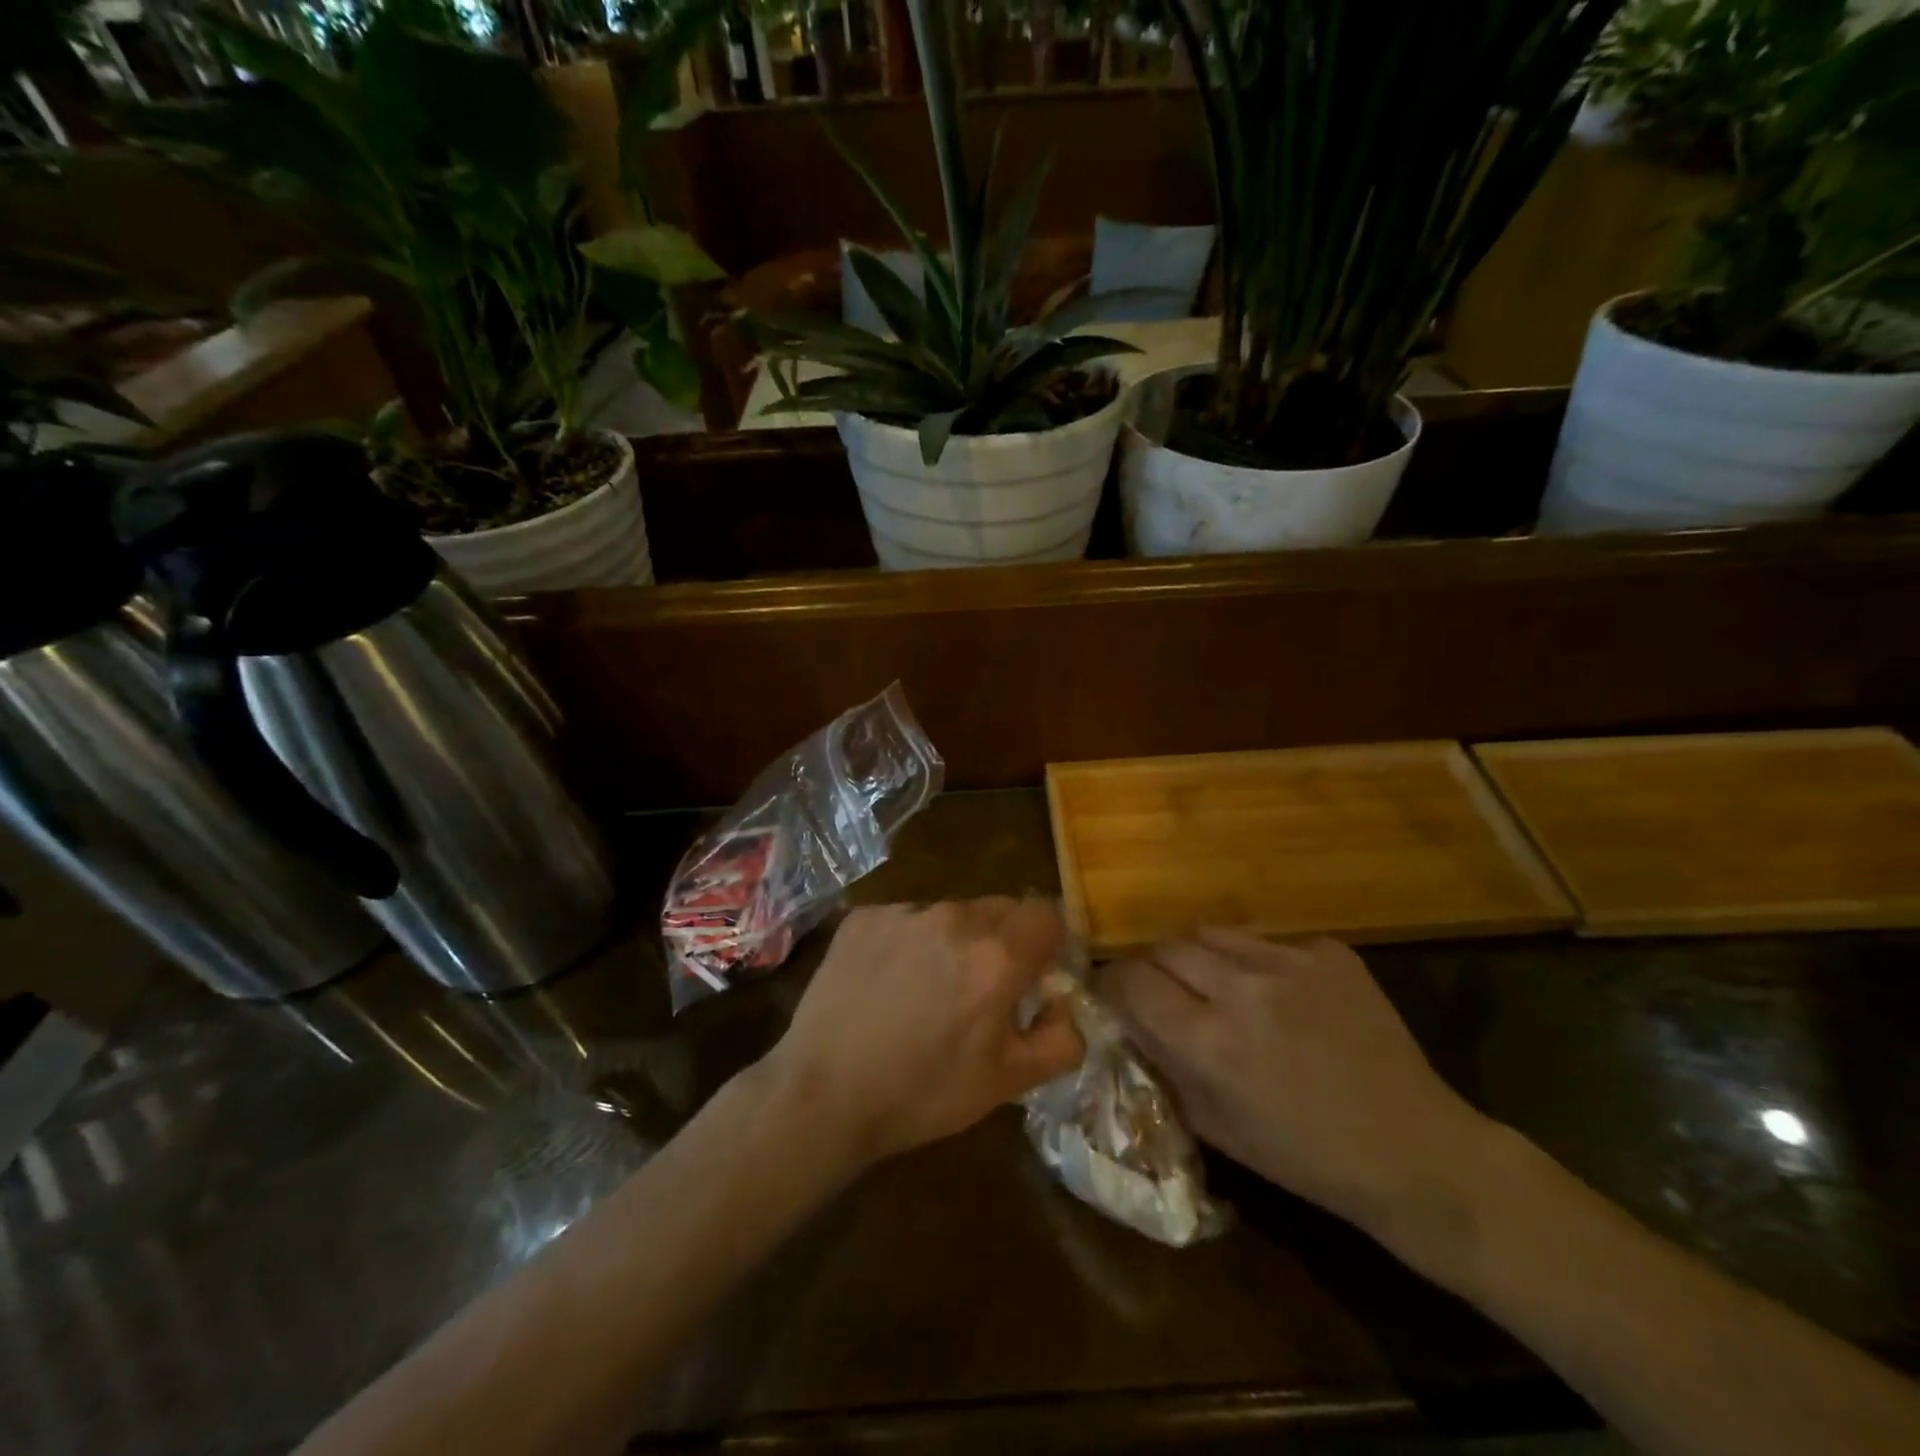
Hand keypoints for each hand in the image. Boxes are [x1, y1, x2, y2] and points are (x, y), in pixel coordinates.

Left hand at [762, 899, 1084, 1168]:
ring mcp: (904, 912)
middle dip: (1003, 941)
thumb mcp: (1008, 1083)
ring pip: (951, 914)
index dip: (1047, 943)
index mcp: (997, 955)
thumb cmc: (924, 1093)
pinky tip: (887, 985)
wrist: (824, 1094)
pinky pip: (906, 918)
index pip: (1046, 914)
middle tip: (981, 989)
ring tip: (927, 990)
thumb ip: (1061, 1040)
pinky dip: (909, 942)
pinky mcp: (865, 917)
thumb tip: (1064, 1006)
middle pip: (1000, 909)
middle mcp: (954, 918)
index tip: (1034, 975)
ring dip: (954, 941)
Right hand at [1101, 929, 1492, 1232]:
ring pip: (1210, 932)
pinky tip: (1280, 996)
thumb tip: (1129, 1022)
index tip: (1115, 998)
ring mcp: (1290, 962)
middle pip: (1164, 947)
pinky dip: (1256, 962)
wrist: (1415, 1150)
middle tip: (1166, 995)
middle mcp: (1242, 989)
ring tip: (1218, 986)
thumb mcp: (1213, 1126)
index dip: (1113, 986)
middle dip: (1153, 970)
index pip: (1130, 980)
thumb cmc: (1305, 1157)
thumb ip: (1164, 1064)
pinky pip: (1266, 940)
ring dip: (1200, 957)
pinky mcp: (1328, 951)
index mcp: (1209, 1041)